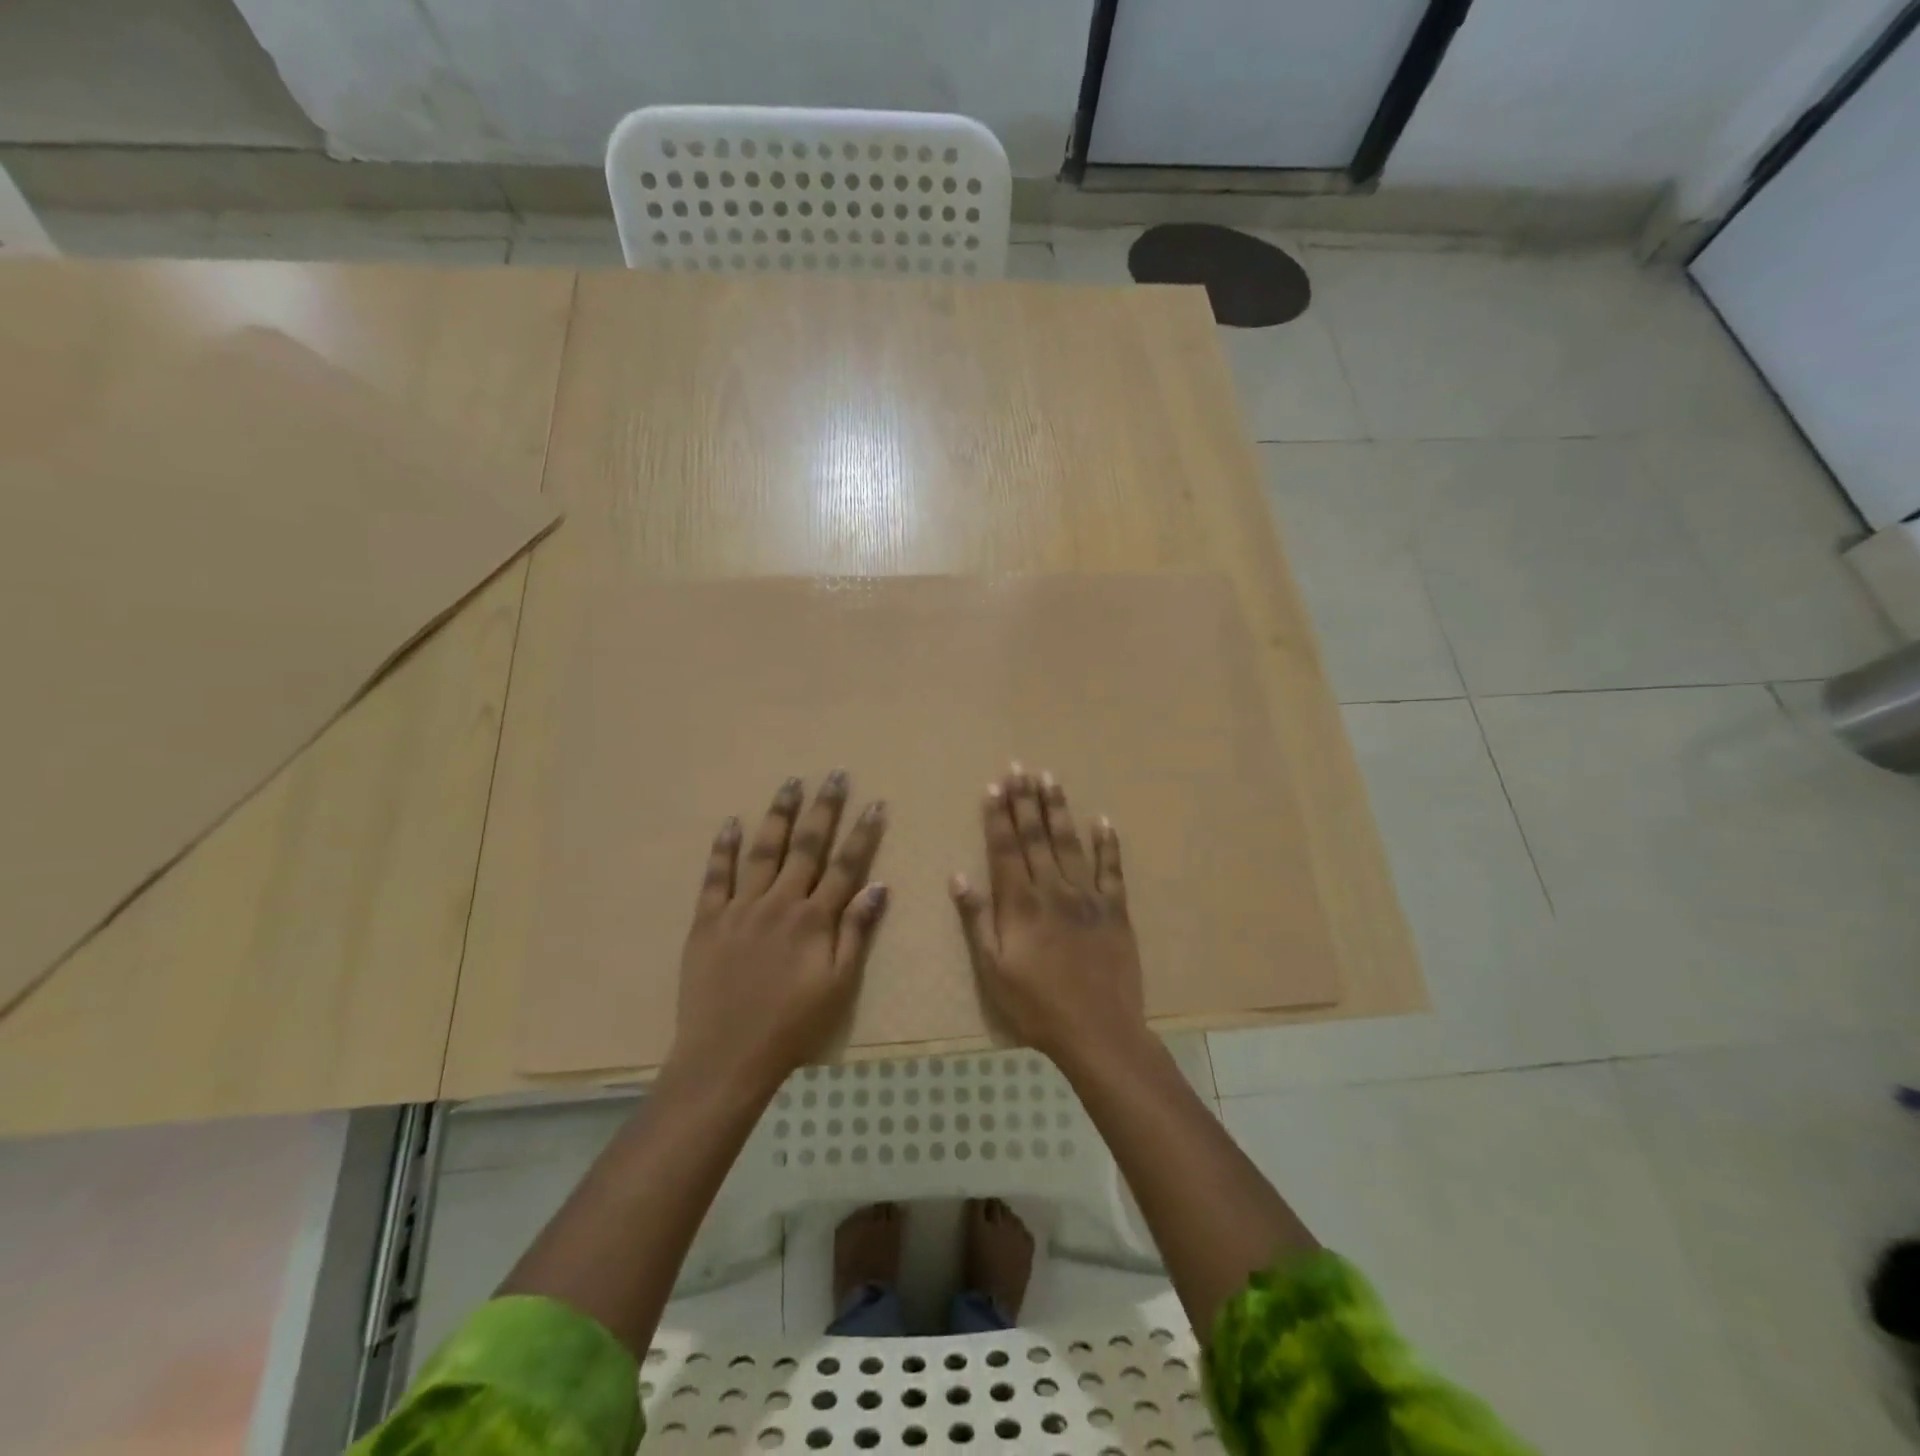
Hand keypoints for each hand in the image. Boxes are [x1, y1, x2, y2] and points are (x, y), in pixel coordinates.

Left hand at [668, 771, 887, 1094]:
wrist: (726, 1056)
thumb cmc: (792, 1026)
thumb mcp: (839, 986)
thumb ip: (856, 932)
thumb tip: (879, 886)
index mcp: (814, 919)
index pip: (845, 865)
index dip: (863, 833)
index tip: (875, 803)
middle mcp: (779, 902)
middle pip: (806, 846)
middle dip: (823, 808)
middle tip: (833, 775)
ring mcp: (740, 907)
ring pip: (763, 850)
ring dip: (779, 815)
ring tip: (790, 784)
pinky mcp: (708, 920)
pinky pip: (716, 876)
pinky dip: (724, 848)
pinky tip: (731, 822)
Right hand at [951, 764, 1146, 1070]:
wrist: (1098, 1031)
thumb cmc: (1036, 1006)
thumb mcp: (993, 969)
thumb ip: (976, 920)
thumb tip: (958, 876)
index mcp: (1020, 904)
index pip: (1006, 848)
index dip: (999, 815)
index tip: (995, 785)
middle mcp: (1053, 889)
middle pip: (1036, 836)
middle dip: (1026, 800)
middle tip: (1021, 767)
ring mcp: (1088, 896)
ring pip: (1070, 843)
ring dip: (1059, 809)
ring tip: (1051, 778)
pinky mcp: (1116, 909)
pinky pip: (1112, 869)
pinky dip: (1107, 843)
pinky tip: (1102, 820)